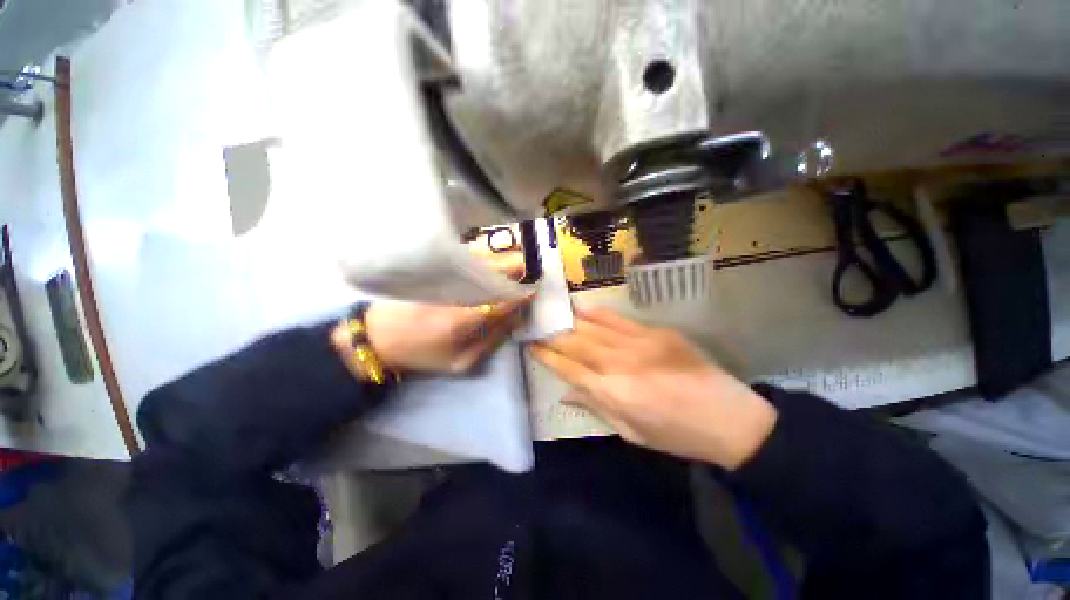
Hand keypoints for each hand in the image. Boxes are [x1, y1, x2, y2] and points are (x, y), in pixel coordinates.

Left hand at [349, 250, 530, 374]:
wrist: (378, 337)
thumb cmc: (423, 354)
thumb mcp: (461, 362)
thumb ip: (492, 341)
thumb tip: (515, 318)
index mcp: (463, 320)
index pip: (502, 300)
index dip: (522, 294)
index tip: (535, 289)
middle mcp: (456, 292)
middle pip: (494, 272)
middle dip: (517, 267)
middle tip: (531, 266)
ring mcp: (443, 276)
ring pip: (481, 259)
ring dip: (503, 256)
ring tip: (518, 257)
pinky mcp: (434, 268)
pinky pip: (465, 255)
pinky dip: (485, 253)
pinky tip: (494, 255)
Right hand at [532, 308, 776, 469]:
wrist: (728, 417)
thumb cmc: (676, 434)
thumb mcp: (631, 433)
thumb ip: (597, 407)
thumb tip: (566, 393)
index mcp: (613, 393)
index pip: (569, 369)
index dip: (547, 357)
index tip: (532, 346)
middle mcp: (620, 364)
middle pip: (576, 344)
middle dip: (553, 336)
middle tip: (536, 328)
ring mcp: (639, 344)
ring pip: (593, 328)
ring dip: (569, 322)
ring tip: (553, 317)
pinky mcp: (656, 332)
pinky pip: (619, 319)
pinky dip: (597, 314)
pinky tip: (582, 309)